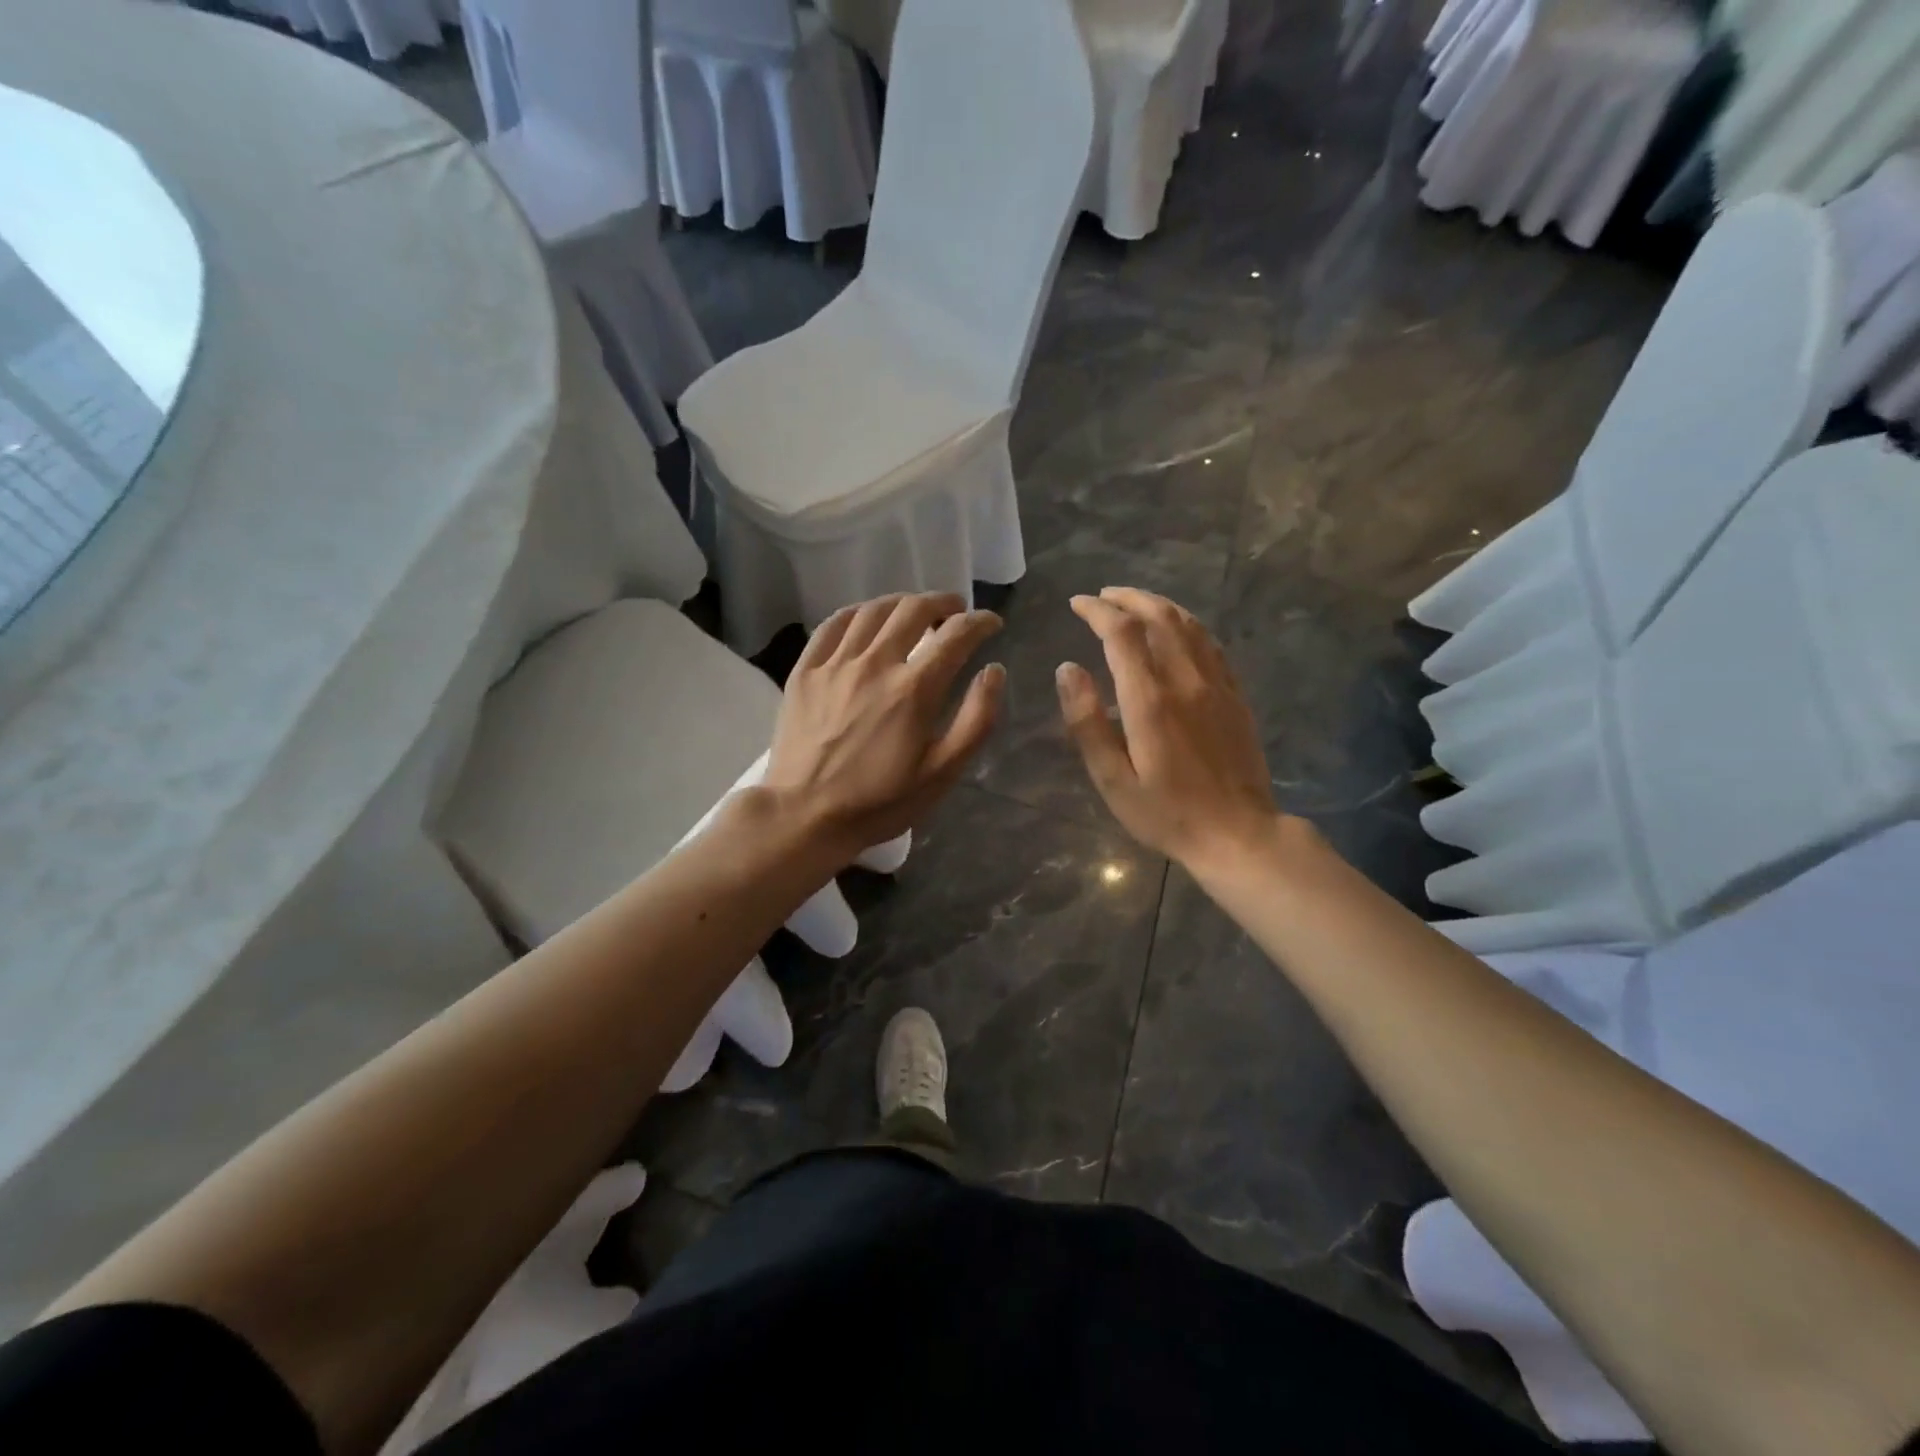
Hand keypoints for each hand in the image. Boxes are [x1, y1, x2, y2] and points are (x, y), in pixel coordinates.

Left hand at [764, 593, 1004, 862]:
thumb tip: (994, 671)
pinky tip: (867, 619)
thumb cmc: (880, 801)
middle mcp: (875, 664)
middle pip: (913, 610)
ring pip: (873, 611)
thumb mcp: (942, 772)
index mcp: (914, 689)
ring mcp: (835, 664)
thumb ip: (976, 719)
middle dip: (943, 603)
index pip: (956, 636)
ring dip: (901, 603)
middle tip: (955, 611)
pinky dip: (858, 613)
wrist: (805, 816)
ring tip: (914, 610)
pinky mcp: (805, 672)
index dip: (980, 622)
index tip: (991, 623)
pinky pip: (833, 625)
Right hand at [1058, 588, 1283, 873]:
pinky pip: (1212, 644)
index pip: (1121, 633)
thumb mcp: (1112, 779)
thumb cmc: (1166, 814)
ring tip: (1134, 602)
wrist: (1238, 834)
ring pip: (1189, 624)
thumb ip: (1086, 721)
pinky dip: (1188, 625)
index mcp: (1150, 700)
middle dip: (1128, 598)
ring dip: (1159, 604)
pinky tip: (1177, 629)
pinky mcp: (1235, 696)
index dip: (1097, 611)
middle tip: (1103, 595)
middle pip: (1160, 616)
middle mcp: (1186, 680)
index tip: (1077, 603)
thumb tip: (1067, 669)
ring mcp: (1217, 685)